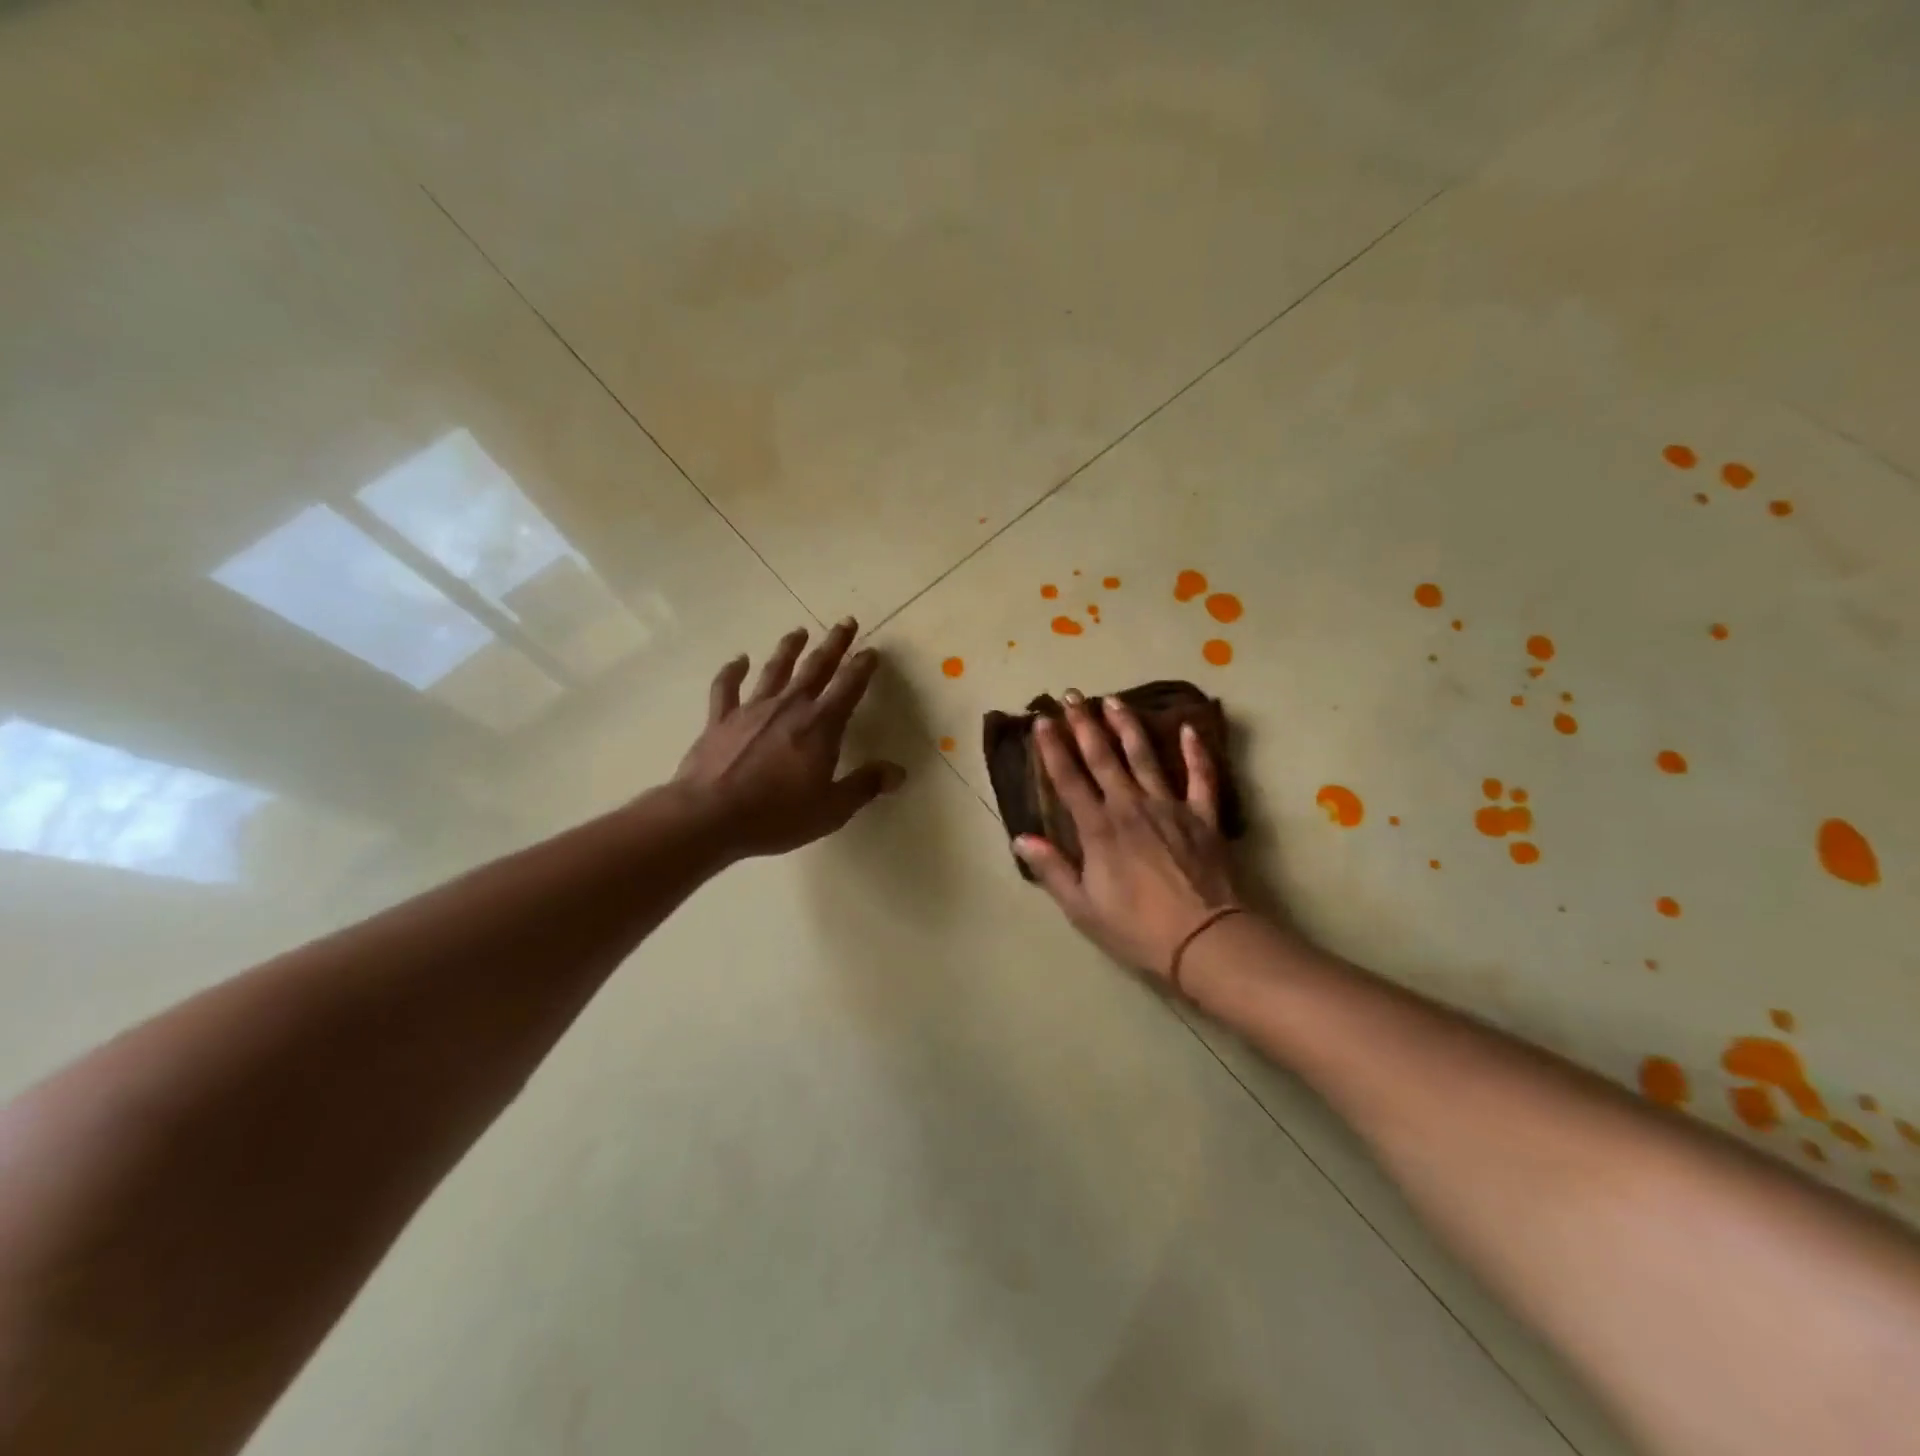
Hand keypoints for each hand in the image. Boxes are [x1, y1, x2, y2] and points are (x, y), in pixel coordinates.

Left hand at [674, 619, 904, 857]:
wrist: (709, 816)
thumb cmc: (777, 815)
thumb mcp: (831, 809)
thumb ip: (864, 786)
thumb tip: (898, 772)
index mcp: (820, 726)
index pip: (848, 687)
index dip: (862, 667)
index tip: (871, 651)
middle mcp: (789, 707)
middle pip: (816, 667)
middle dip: (834, 644)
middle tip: (845, 622)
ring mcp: (752, 709)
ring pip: (775, 669)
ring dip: (789, 648)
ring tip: (799, 631)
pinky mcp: (721, 719)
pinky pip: (727, 687)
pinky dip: (733, 670)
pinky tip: (739, 659)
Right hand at [1014, 691, 1241, 985]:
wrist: (1203, 938)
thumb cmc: (1136, 928)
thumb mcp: (1082, 908)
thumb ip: (1052, 869)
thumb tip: (1020, 837)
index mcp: (1098, 829)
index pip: (1069, 780)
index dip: (1053, 749)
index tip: (1042, 721)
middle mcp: (1130, 807)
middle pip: (1103, 758)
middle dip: (1084, 724)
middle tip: (1072, 695)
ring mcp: (1169, 807)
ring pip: (1144, 757)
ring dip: (1127, 726)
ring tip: (1113, 700)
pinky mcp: (1203, 816)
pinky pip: (1201, 777)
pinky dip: (1196, 752)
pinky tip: (1190, 728)